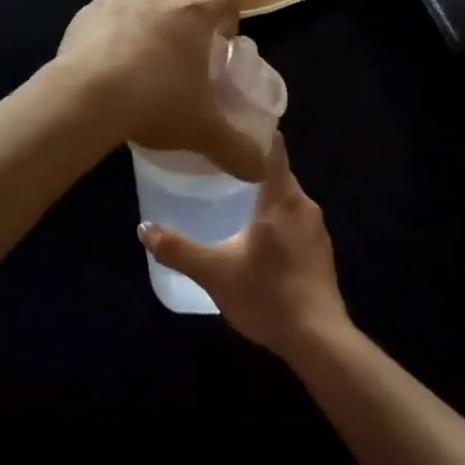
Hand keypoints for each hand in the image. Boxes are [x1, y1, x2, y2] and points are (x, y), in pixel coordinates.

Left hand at [55, 0, 267, 180]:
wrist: (86, 97)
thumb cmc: (155, 103)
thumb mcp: (202, 132)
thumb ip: (237, 150)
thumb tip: (263, 171)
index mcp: (195, 15)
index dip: (228, 16)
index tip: (222, 41)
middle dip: (183, 19)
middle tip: (179, 55)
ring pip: (141, 2)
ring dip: (145, 21)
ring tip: (138, 58)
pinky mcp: (86, 11)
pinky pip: (106, 14)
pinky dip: (109, 30)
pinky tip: (103, 60)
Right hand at [137, 137, 349, 358]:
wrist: (319, 341)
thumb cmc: (267, 296)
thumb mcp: (214, 273)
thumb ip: (177, 249)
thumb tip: (143, 228)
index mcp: (282, 197)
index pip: (273, 146)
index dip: (254, 130)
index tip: (229, 123)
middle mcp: (304, 204)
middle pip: (276, 171)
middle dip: (249, 166)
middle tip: (215, 163)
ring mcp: (317, 228)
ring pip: (285, 197)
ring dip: (262, 194)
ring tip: (230, 196)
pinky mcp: (321, 251)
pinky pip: (294, 219)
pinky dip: (275, 218)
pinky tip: (255, 235)